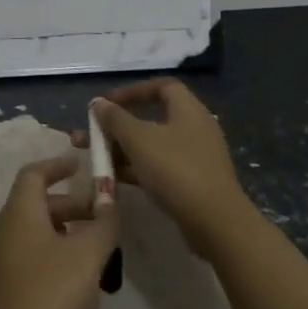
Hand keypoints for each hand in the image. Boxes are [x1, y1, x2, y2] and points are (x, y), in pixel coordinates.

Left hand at [0, 153, 119, 308]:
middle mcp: (0, 230)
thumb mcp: (87, 257)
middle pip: (37, 205)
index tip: (80, 164)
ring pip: (34, 235)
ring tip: (99, 257)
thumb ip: (104, 223)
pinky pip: (28, 260)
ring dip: (66, 236)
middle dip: (72, 207)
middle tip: (103, 219)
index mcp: (17, 213)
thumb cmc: (48, 297)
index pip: (34, 173)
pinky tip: (79, 290)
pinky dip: (53, 260)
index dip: (57, 165)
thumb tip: (111, 199)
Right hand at [74, 78, 255, 258]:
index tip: (108, 104)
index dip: (133, 91)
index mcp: (188, 110)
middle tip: (93, 135)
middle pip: (152, 118)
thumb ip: (115, 119)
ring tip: (96, 160)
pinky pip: (160, 167)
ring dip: (124, 150)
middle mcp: (194, 128)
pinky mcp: (192, 182)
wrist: (215, 222)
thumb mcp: (139, 140)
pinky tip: (115, 180)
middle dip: (119, 126)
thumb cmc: (175, 169)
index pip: (162, 86)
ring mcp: (195, 157)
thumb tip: (98, 103)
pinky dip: (138, 169)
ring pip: (153, 146)